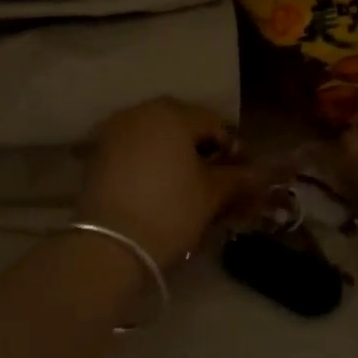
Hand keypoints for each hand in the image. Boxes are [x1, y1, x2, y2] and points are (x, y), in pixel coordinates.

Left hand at [78, 98, 250, 264]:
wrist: (110, 245)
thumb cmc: (170, 210)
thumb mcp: (212, 194)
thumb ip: (238, 177)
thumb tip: (261, 172)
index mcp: (171, 113)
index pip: (214, 123)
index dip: (234, 148)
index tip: (243, 175)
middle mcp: (139, 112)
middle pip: (182, 126)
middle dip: (202, 149)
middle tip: (218, 180)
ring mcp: (113, 131)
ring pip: (156, 137)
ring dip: (175, 155)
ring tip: (189, 186)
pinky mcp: (96, 154)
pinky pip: (133, 150)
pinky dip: (150, 163)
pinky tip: (160, 188)